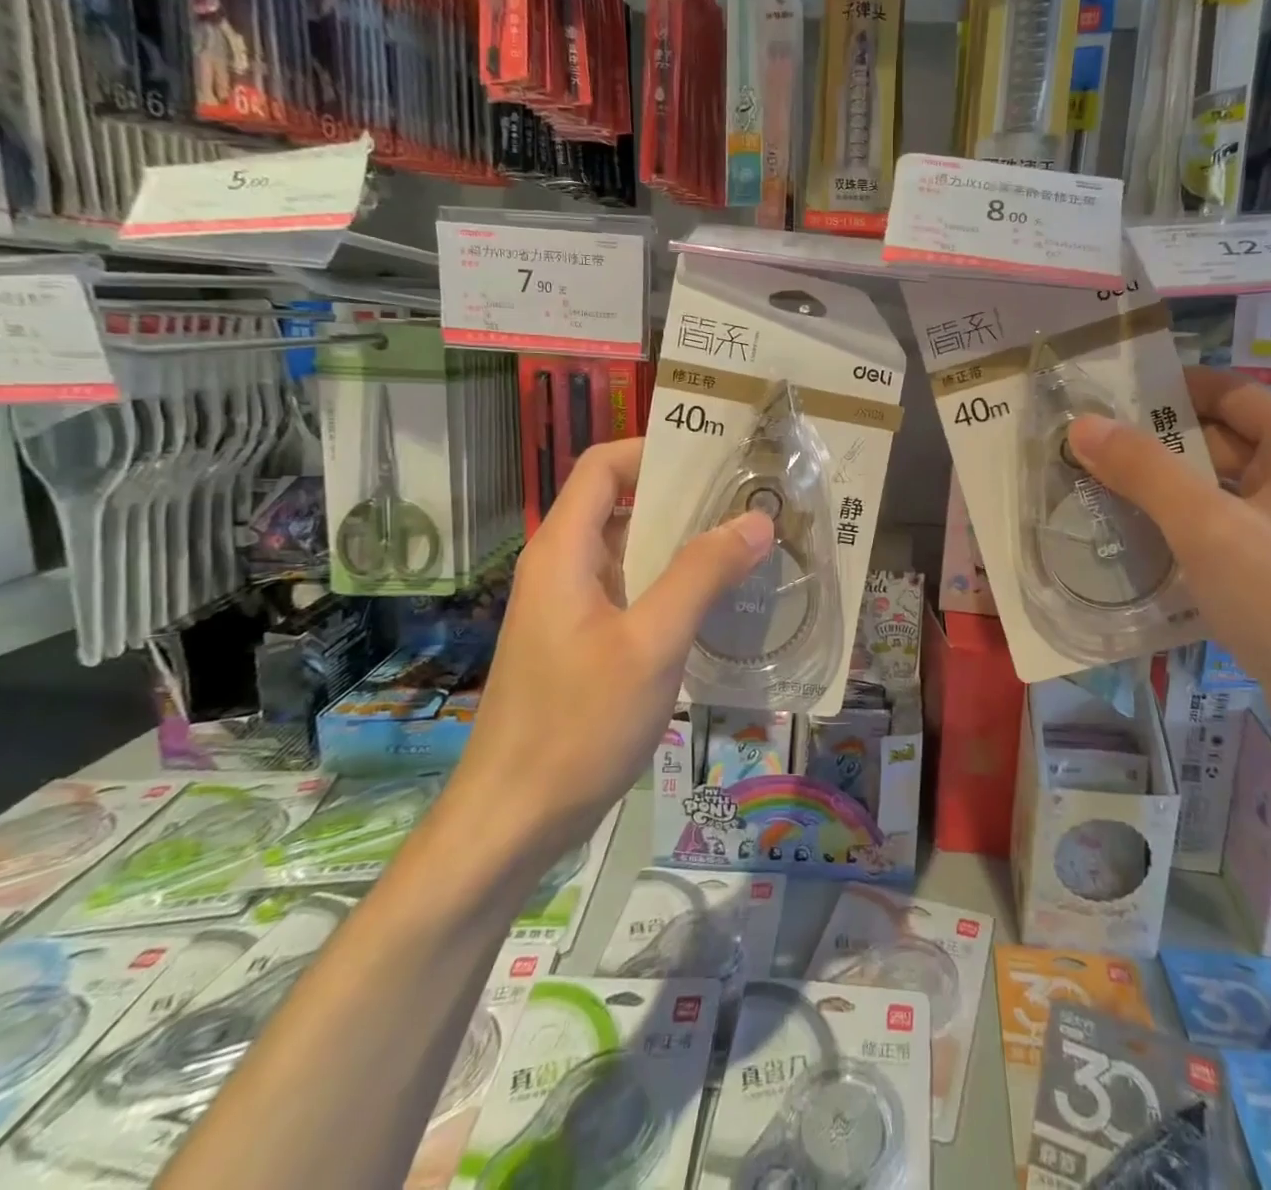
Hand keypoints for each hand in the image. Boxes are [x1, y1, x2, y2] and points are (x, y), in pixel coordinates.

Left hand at [460, 439, 773, 853]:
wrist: (513, 821)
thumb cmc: (577, 725)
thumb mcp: (650, 644)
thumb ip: (701, 575)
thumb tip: (756, 519)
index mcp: (564, 551)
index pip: (603, 466)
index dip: (654, 449)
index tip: (716, 455)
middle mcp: (563, 568)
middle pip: (621, 504)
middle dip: (684, 497)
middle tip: (750, 499)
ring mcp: (572, 609)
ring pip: (631, 553)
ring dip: (683, 544)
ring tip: (747, 543)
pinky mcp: (584, 645)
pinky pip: (633, 593)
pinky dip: (673, 586)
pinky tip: (718, 603)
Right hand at [1069, 370, 1270, 770]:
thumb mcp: (1210, 528)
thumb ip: (1144, 470)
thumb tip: (1083, 424)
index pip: (1228, 392)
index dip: (1168, 391)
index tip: (1106, 402)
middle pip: (1221, 442)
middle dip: (1155, 448)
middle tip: (1085, 456)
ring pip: (1219, 494)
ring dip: (1164, 495)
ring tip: (1096, 498)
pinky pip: (1228, 536)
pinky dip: (1185, 535)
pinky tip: (1138, 550)